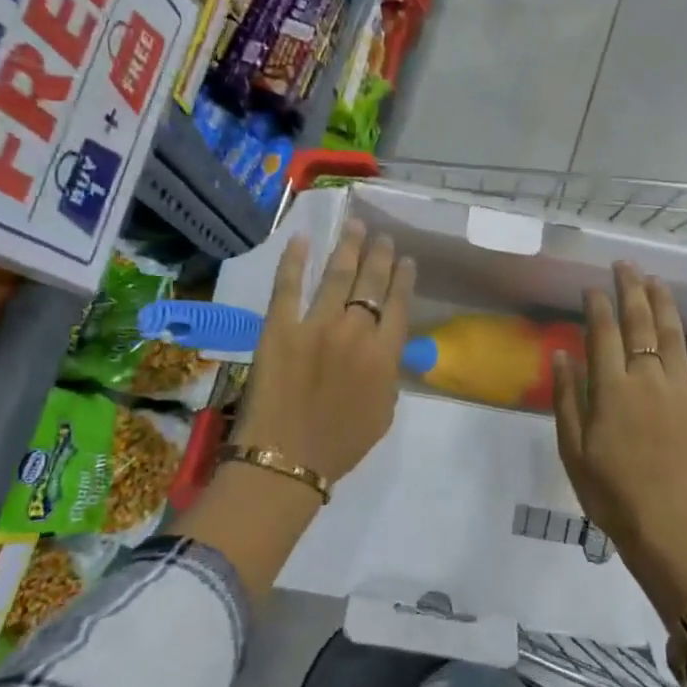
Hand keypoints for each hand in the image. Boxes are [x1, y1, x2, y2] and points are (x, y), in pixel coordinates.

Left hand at [233, 221, 415, 481]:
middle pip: (371, 283)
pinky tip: (300, 240)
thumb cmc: (340, 445)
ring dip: (347, 247)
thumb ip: (389, 376)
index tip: (407, 260)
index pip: (399, 305)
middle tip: (382, 235)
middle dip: (379, 255)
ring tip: (354, 225)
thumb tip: (385, 351)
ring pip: (336, 276)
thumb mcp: (384, 413)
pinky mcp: (279, 328)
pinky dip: (293, 261)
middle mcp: (355, 332)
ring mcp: (315, 326)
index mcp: (384, 355)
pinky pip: (288, 287)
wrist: (287, 460)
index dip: (403, 279)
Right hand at [552, 263, 686, 621]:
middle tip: (624, 265)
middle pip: (639, 324)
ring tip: (655, 280)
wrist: (667, 526)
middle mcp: (647, 380)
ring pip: (673, 334)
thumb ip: (568, 398)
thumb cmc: (610, 492)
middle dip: (631, 290)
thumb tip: (562, 352)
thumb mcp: (572, 449)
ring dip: (663, 303)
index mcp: (612, 390)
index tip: (591, 287)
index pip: (602, 333)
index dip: (597, 305)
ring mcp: (681, 390)